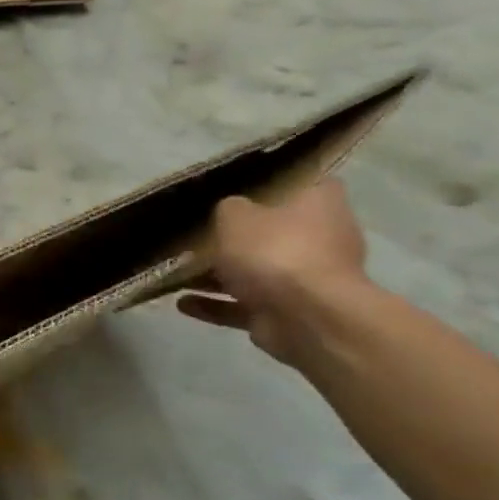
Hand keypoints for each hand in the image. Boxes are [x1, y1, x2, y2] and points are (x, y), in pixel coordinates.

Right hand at [177, 180, 371, 367]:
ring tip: (177, 272)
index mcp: (319, 204)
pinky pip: (245, 304)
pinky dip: (215, 304)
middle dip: (236, 235)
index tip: (236, 185)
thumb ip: (228, 208)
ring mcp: (306, 279)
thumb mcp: (235, 215)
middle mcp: (320, 239)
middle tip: (196, 231)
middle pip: (272, 230)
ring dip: (218, 274)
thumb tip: (230, 212)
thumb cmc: (274, 251)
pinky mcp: (289, 312)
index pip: (300, 181)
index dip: (270, 181)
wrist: (305, 318)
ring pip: (255, 271)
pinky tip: (183, 303)